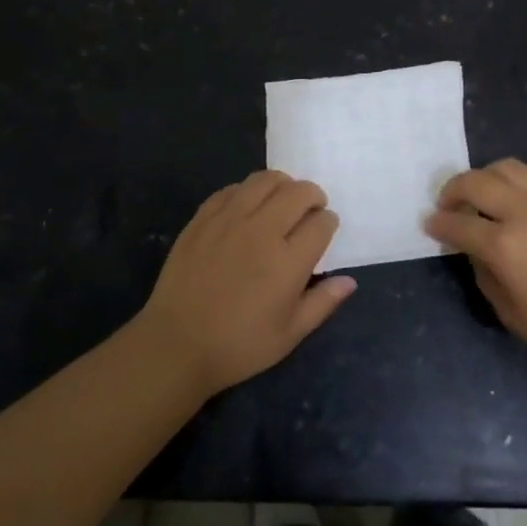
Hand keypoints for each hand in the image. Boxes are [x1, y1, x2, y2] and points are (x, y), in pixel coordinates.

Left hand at [139, 171, 356, 395]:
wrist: (176, 344)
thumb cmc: (238, 346)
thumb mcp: (289, 334)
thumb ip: (323, 303)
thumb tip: (350, 281)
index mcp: (288, 262)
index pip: (321, 223)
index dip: (328, 222)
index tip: (325, 230)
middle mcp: (261, 231)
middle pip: (298, 192)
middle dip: (313, 196)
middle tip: (310, 209)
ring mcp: (228, 220)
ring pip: (264, 180)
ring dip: (282, 185)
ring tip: (282, 200)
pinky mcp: (203, 218)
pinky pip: (232, 189)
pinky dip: (247, 191)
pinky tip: (248, 207)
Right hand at [424, 160, 526, 372]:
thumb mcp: (511, 314)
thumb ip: (485, 277)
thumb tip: (477, 253)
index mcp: (503, 244)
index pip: (457, 224)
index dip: (438, 224)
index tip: (430, 225)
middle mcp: (523, 211)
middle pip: (475, 182)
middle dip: (452, 190)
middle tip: (449, 204)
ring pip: (507, 166)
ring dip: (486, 176)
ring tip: (485, 193)